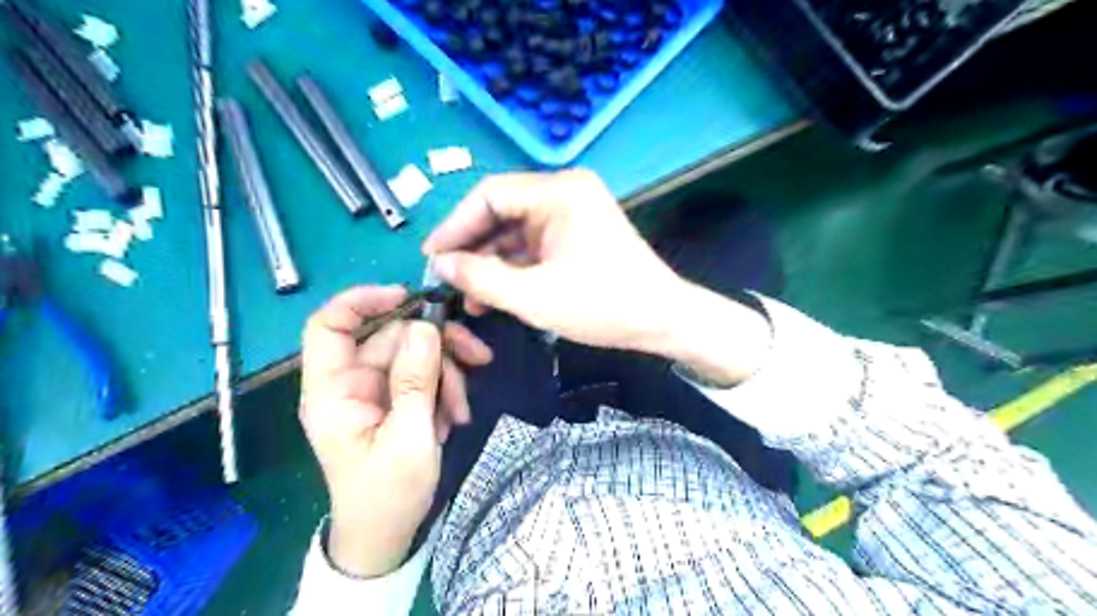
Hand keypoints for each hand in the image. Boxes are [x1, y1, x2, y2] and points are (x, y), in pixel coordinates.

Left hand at [298, 286, 489, 574]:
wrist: (387, 535)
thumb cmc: (388, 494)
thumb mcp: (408, 437)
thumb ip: (415, 381)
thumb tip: (425, 327)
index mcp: (333, 390)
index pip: (330, 325)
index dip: (363, 300)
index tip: (409, 296)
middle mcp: (351, 383)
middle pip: (393, 338)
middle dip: (438, 347)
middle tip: (479, 358)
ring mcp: (375, 391)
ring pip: (415, 355)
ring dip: (447, 375)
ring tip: (462, 409)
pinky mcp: (396, 400)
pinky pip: (423, 376)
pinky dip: (445, 390)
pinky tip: (455, 416)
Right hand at [420, 168, 682, 353]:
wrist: (663, 320)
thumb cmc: (604, 305)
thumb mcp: (536, 297)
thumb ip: (482, 279)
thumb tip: (440, 265)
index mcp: (559, 192)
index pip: (490, 195)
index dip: (455, 225)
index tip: (431, 257)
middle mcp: (565, 192)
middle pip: (501, 211)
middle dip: (471, 246)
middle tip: (445, 279)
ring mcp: (572, 213)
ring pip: (515, 230)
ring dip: (490, 261)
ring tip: (466, 296)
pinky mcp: (575, 235)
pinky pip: (532, 244)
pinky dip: (512, 266)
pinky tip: (493, 293)